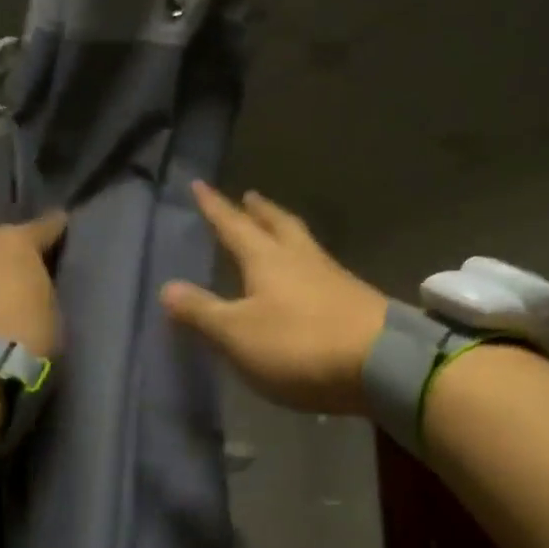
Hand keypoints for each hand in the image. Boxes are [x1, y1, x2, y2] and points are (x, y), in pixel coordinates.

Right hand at [162, 182, 388, 415]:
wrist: (381, 363)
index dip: (214, 207)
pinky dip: (304, 262)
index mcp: (267, 259)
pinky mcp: (354, 299)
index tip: (200, 184)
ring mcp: (332, 277)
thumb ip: (202, 312)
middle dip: (259, 210)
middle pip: (277, 224)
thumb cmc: (299, 344)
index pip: (233, 226)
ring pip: (302, 242)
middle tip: (248, 196)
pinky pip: (320, 268)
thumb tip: (167, 287)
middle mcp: (301, 258)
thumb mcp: (238, 334)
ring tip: (274, 229)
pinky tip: (305, 277)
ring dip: (284, 231)